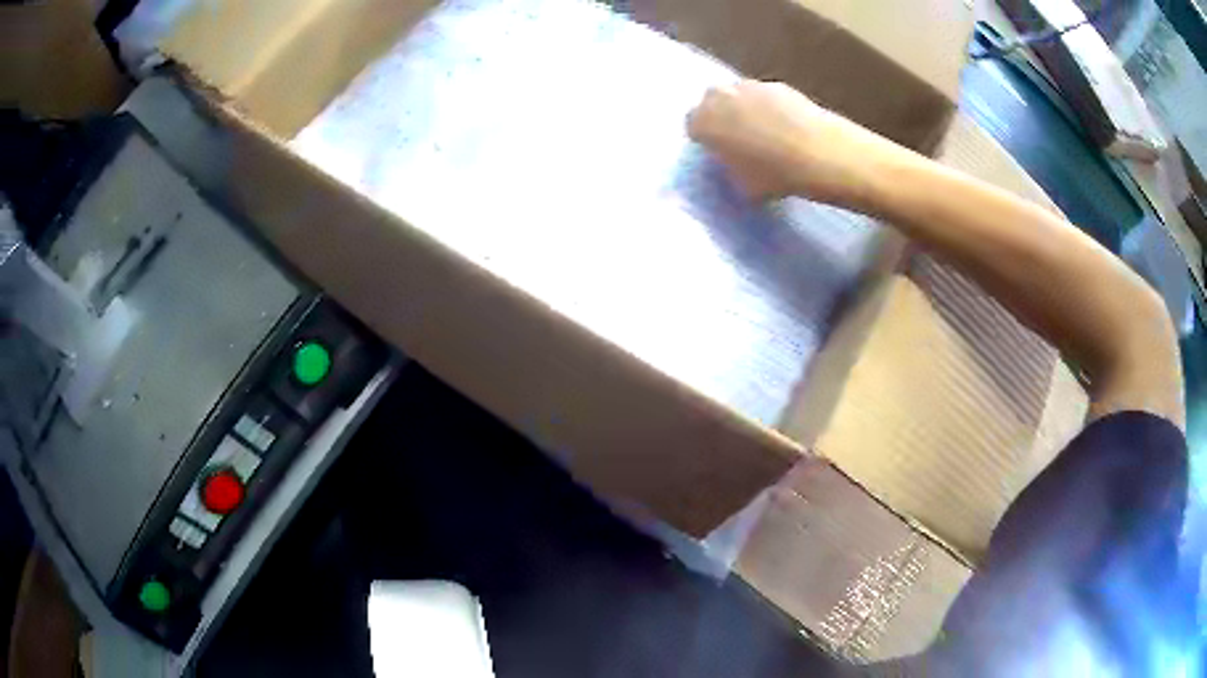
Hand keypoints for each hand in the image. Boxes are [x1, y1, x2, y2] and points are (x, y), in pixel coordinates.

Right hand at [687, 80, 892, 206]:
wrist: (819, 153)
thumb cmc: (774, 175)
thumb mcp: (741, 185)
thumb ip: (728, 169)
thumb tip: (731, 166)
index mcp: (703, 121)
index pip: (692, 126)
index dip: (705, 140)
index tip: (717, 153)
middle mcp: (719, 96)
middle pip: (711, 103)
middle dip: (720, 117)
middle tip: (737, 140)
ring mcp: (748, 86)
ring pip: (737, 96)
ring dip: (743, 109)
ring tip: (763, 132)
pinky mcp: (776, 84)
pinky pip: (763, 96)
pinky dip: (768, 107)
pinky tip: (784, 127)